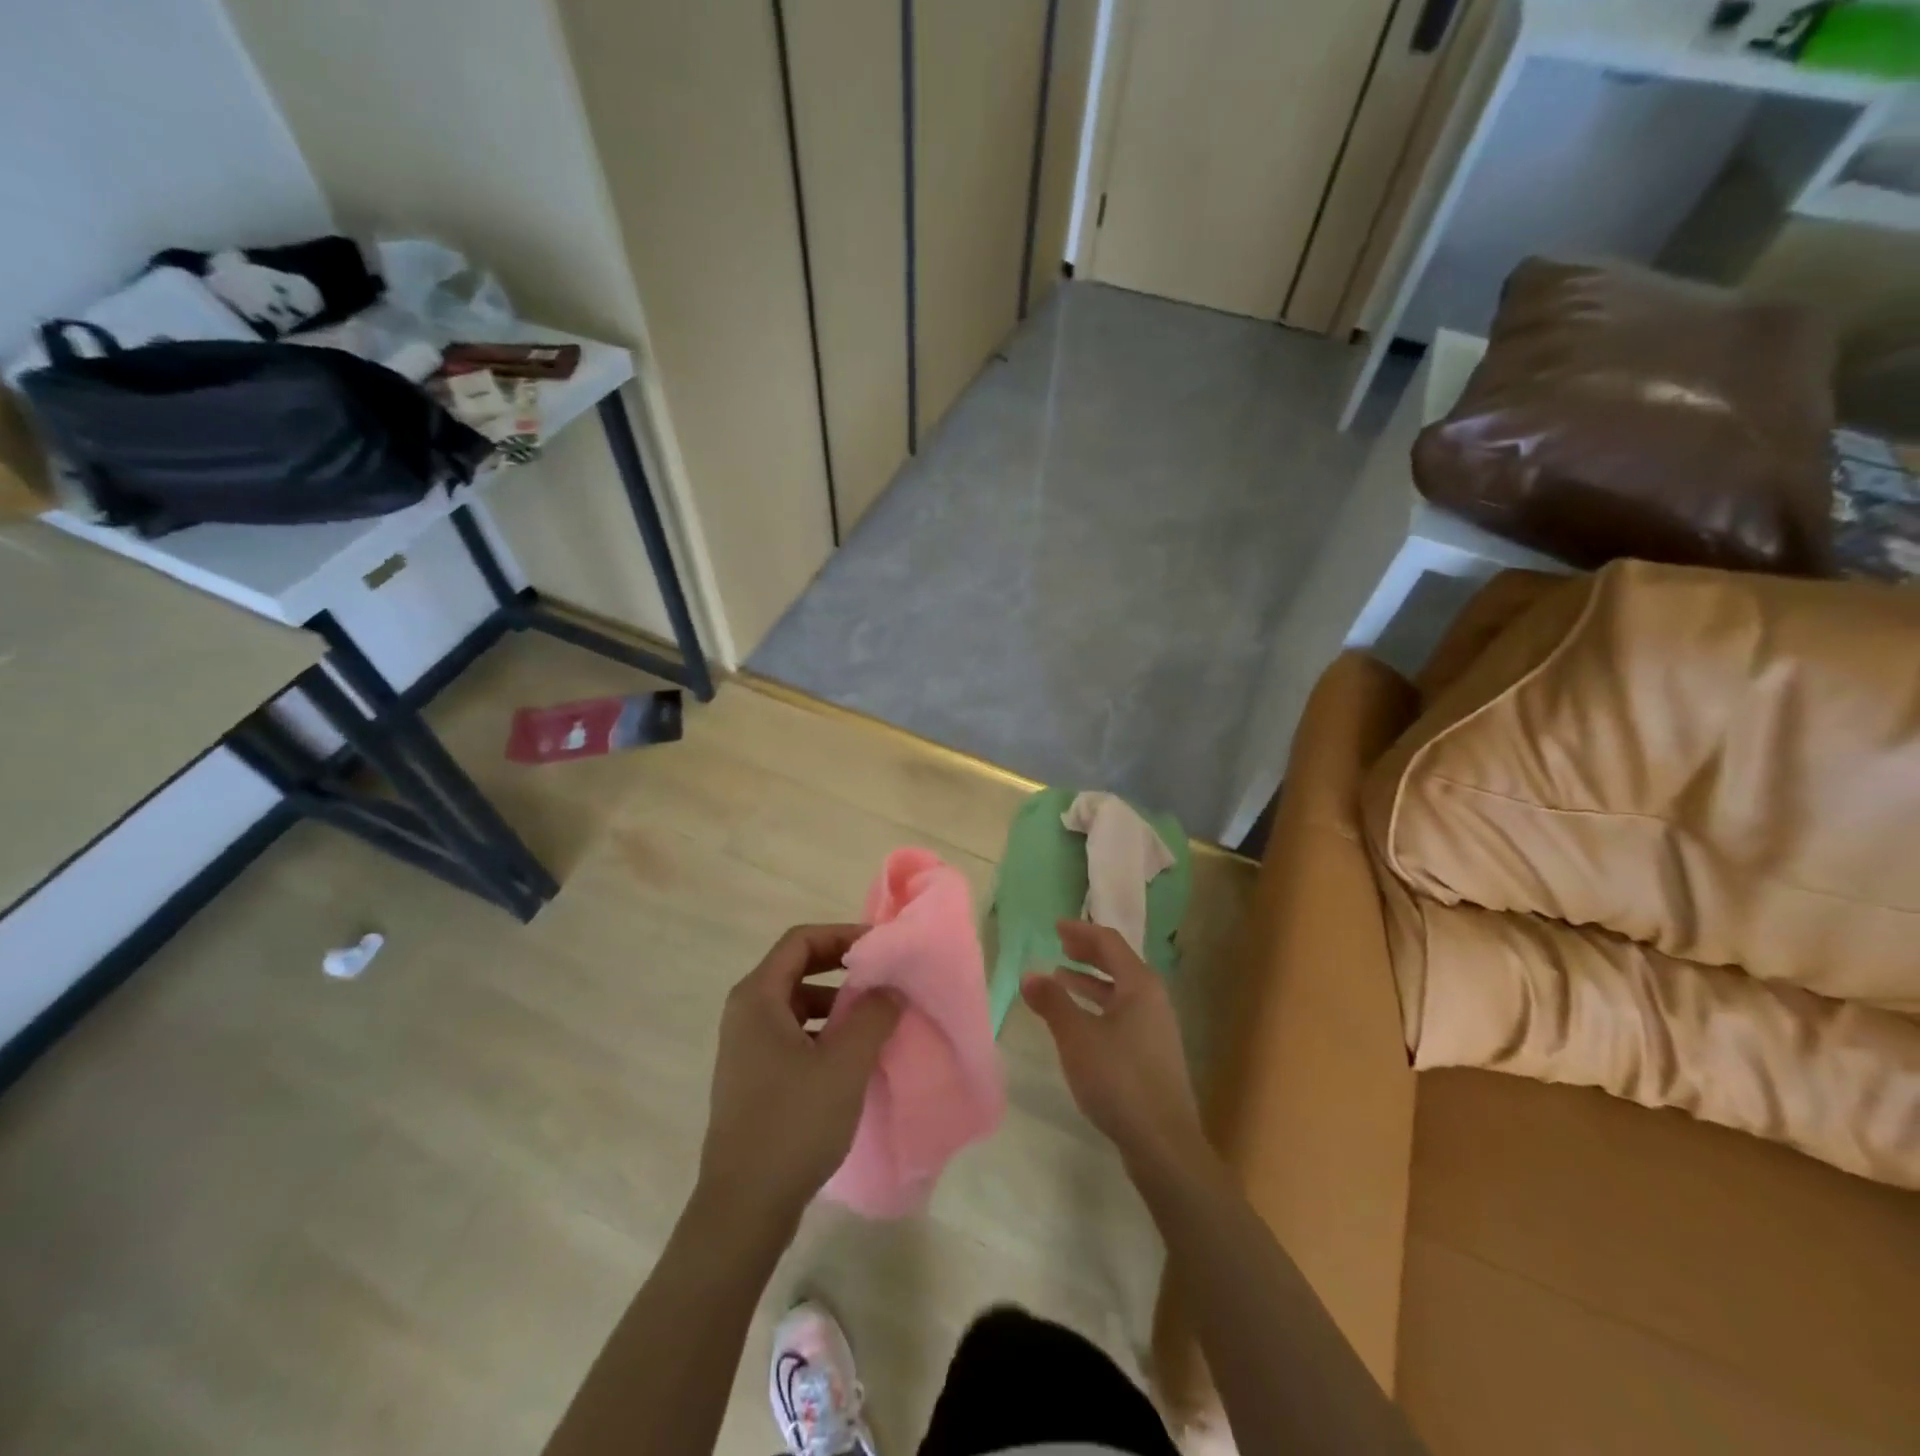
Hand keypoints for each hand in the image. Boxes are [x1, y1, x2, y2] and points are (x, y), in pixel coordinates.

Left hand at [698, 925, 901, 1223]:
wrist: (744, 1209)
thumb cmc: (793, 1124)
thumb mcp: (845, 1064)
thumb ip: (873, 1015)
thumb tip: (891, 987)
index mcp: (757, 998)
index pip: (801, 941)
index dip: (842, 935)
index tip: (880, 948)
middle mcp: (745, 1014)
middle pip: (796, 968)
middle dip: (841, 968)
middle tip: (883, 977)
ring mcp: (745, 1048)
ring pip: (796, 1004)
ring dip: (836, 1002)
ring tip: (875, 1017)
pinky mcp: (752, 1078)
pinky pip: (792, 1034)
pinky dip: (823, 1032)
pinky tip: (852, 1056)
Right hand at [1023, 920, 1208, 1175]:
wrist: (1163, 1143)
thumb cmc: (1119, 1079)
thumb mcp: (1077, 1037)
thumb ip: (1053, 1003)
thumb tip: (1029, 975)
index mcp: (1140, 985)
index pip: (1109, 943)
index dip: (1081, 932)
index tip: (1055, 927)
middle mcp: (1153, 1000)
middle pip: (1118, 964)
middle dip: (1087, 953)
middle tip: (1059, 946)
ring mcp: (1156, 1028)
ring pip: (1120, 991)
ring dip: (1090, 982)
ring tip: (1059, 980)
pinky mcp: (1153, 1054)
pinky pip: (1122, 1014)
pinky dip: (1098, 1006)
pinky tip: (1079, 1023)